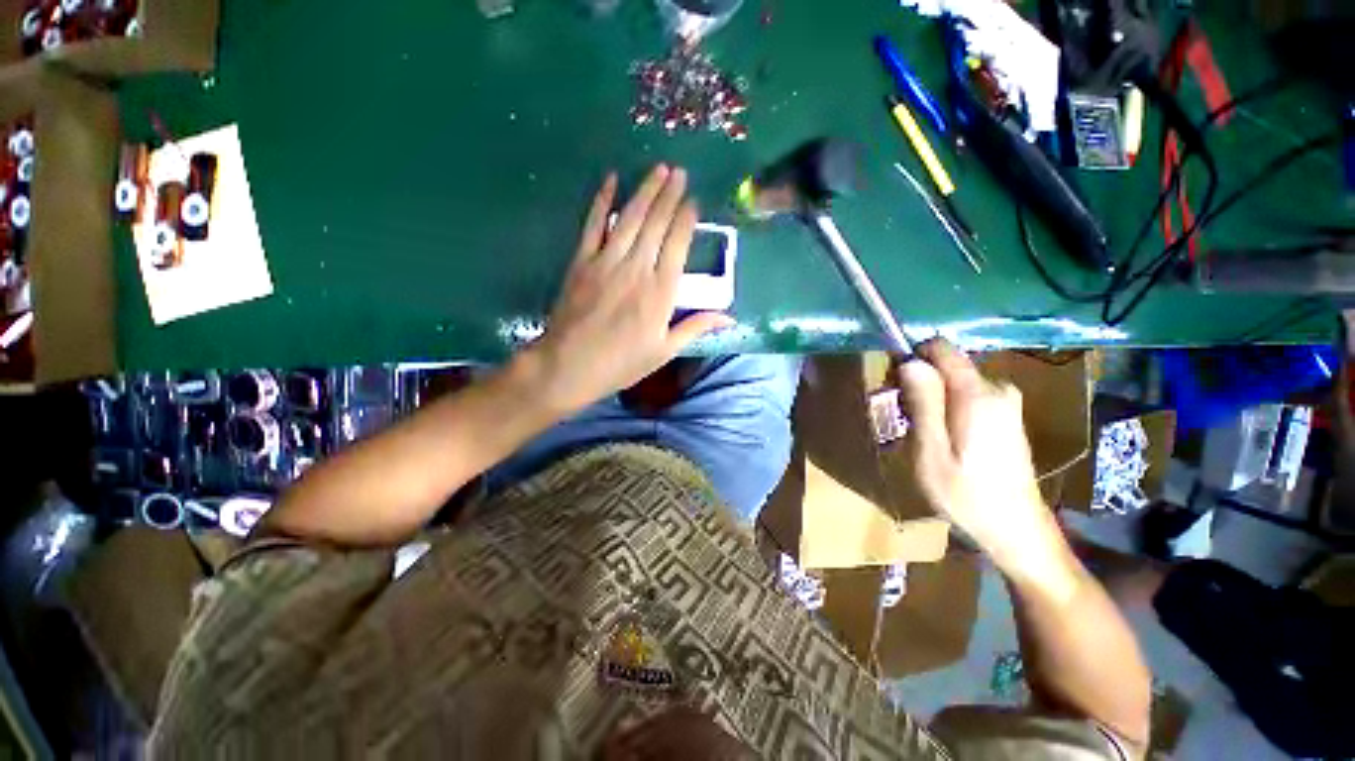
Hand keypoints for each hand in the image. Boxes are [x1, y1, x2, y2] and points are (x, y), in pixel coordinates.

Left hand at [519, 165, 732, 414]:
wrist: (569, 366)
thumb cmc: (621, 363)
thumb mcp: (664, 351)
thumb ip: (695, 328)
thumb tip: (730, 319)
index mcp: (660, 293)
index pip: (678, 245)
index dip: (686, 220)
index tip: (694, 201)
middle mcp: (637, 270)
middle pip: (656, 224)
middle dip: (670, 195)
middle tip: (680, 172)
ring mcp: (606, 262)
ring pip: (630, 218)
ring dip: (645, 190)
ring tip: (659, 169)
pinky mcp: (581, 261)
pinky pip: (593, 224)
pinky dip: (602, 200)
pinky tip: (611, 180)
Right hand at [896, 340, 1067, 578]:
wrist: (1017, 531)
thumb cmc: (967, 496)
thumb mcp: (932, 452)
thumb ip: (923, 403)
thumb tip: (909, 361)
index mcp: (978, 395)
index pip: (940, 349)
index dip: (912, 359)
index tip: (894, 387)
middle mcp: (998, 389)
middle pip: (945, 365)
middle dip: (917, 382)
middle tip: (902, 418)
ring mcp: (1006, 402)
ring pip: (953, 381)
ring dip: (929, 397)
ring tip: (918, 433)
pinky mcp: (1006, 415)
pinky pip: (966, 394)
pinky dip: (945, 407)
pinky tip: (940, 437)